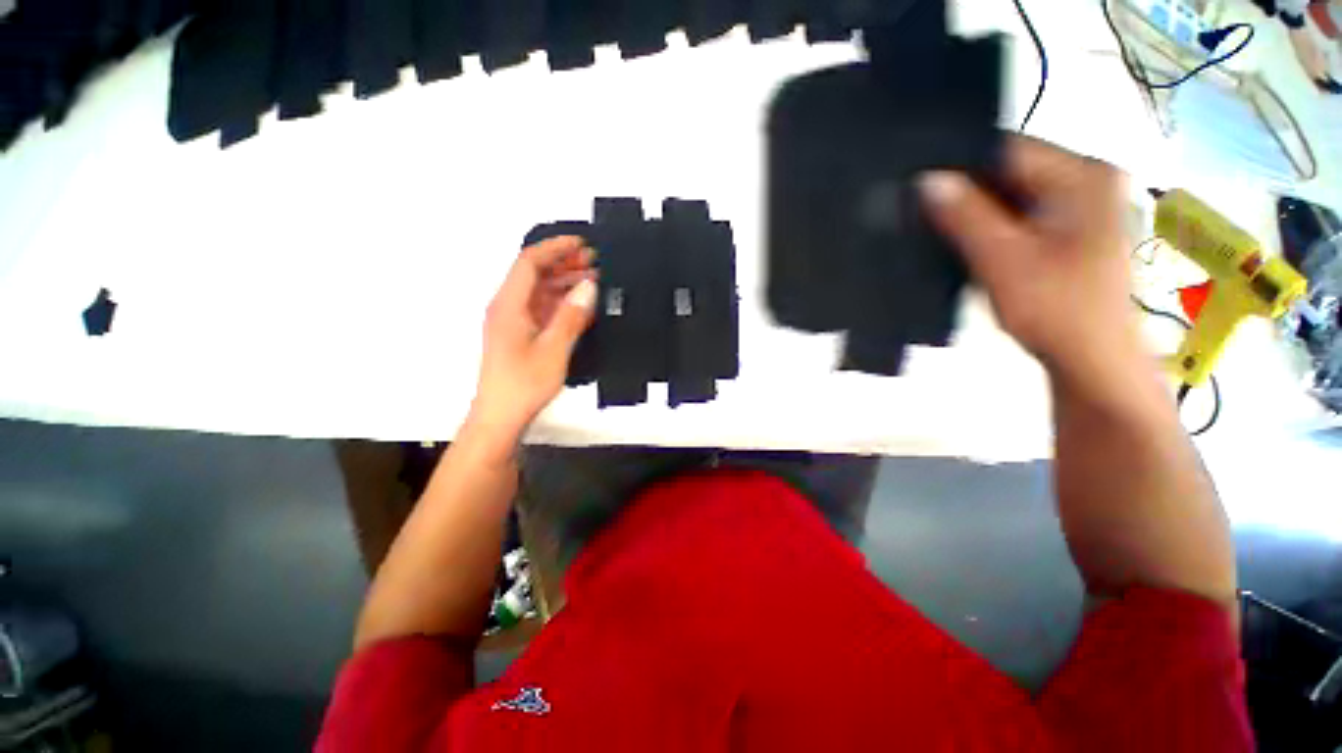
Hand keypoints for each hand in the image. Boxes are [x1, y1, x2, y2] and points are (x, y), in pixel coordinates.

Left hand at [467, 236, 596, 447]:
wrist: (501, 417)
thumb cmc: (522, 385)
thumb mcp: (554, 349)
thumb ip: (572, 316)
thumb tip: (588, 287)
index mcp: (509, 305)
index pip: (530, 262)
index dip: (555, 248)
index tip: (581, 243)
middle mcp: (508, 308)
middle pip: (535, 274)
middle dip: (564, 264)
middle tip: (593, 262)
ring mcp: (514, 322)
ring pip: (540, 292)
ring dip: (565, 284)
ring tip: (593, 281)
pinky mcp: (522, 335)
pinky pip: (543, 310)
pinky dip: (563, 304)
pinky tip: (582, 308)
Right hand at [919, 136, 1147, 390]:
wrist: (1092, 361)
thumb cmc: (1055, 309)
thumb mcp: (1003, 259)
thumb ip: (965, 216)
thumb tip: (927, 180)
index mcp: (1083, 175)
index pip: (1007, 149)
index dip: (959, 164)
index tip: (916, 184)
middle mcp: (1087, 181)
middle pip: (1010, 171)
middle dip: (965, 191)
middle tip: (919, 209)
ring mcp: (1080, 207)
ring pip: (1011, 196)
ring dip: (974, 212)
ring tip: (934, 225)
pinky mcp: (1069, 231)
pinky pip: (1018, 216)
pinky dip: (989, 227)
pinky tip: (964, 242)